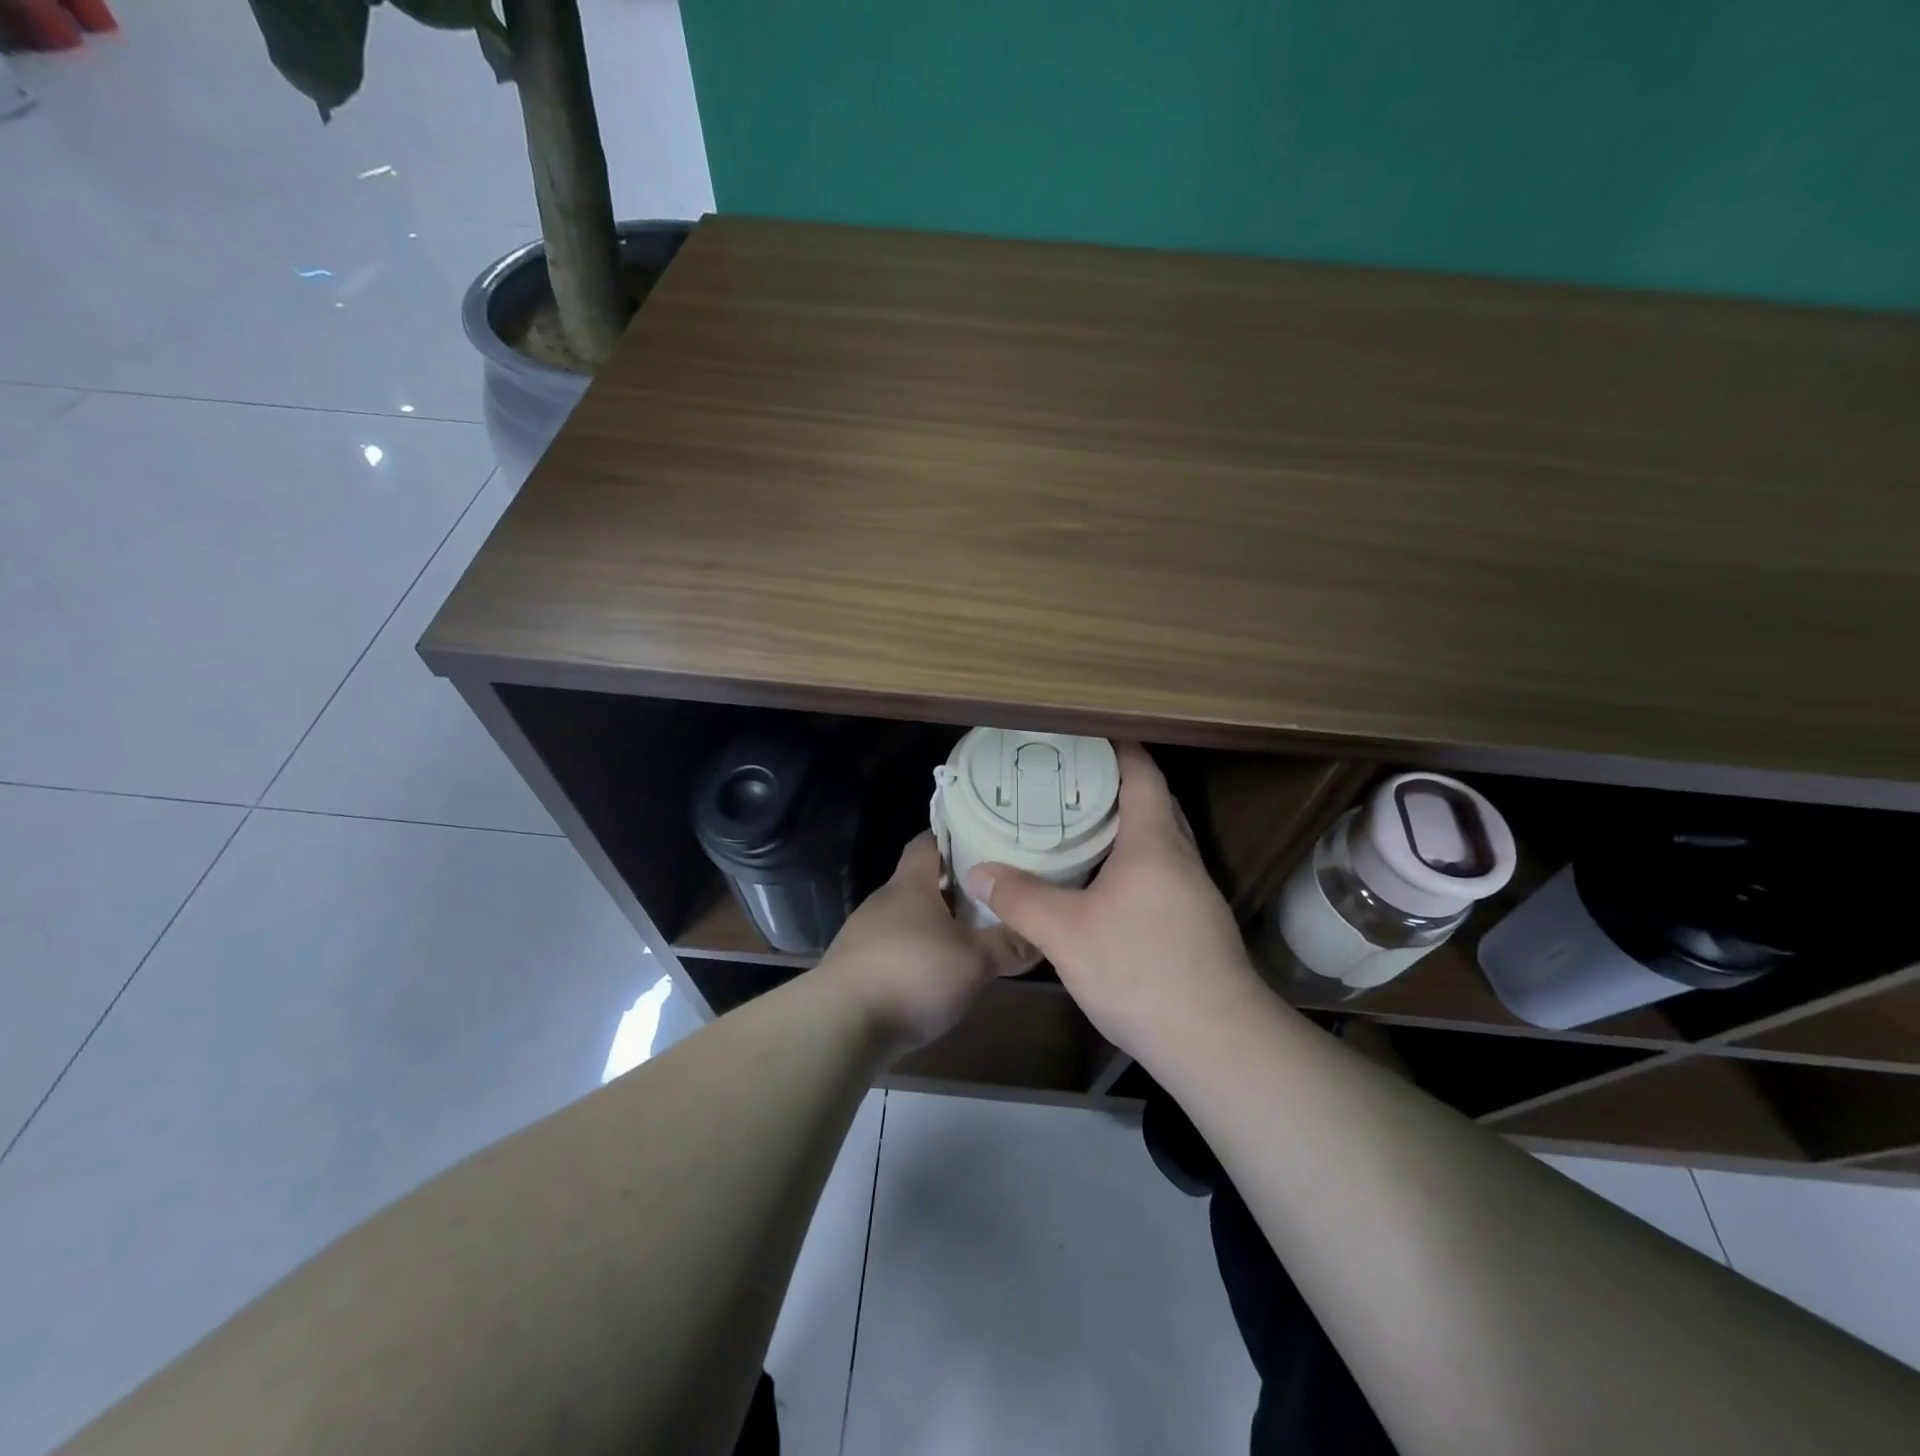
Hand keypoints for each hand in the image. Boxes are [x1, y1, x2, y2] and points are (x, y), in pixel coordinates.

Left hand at [818, 832, 1029, 1054]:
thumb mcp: (974, 961)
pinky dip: (918, 955)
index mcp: (910, 885)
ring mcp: (865, 934)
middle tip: (992, 895)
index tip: (983, 841)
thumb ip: (1007, 945)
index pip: (928, 842)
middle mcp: (884, 901)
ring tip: (971, 937)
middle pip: (921, 882)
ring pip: (909, 918)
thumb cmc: (912, 975)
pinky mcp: (856, 968)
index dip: (954, 837)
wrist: (841, 1025)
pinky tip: (938, 976)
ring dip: (936, 925)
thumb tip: (1038, 936)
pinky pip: (895, 949)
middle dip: (954, 888)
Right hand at [965, 743, 1267, 1067]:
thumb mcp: (1066, 934)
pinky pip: (1162, 871)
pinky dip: (1134, 861)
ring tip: (1080, 826)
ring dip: (1127, 826)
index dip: (1119, 749)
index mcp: (1153, 843)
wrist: (1215, 1041)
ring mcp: (1194, 892)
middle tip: (1071, 780)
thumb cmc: (1141, 970)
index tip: (1088, 735)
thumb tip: (978, 871)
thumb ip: (1020, 899)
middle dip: (1118, 785)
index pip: (1142, 775)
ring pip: (1160, 841)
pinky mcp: (1196, 923)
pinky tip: (1105, 884)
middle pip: (1155, 803)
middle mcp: (1180, 858)